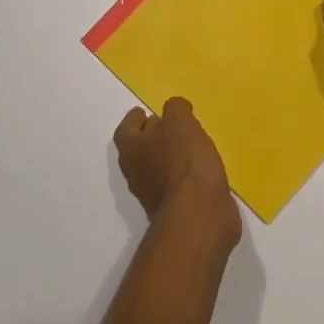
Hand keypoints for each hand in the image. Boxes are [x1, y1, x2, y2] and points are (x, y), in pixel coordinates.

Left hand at [114, 98, 239, 243]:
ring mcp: (152, 195)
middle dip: (152, 136)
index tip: (143, 111)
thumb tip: (173, 110)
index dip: (133, 119)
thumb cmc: (183, 161)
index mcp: (130, 150)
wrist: (198, 215)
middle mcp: (135, 173)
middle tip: (168, 125)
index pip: (125, 129)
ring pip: (156, 168)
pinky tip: (198, 168)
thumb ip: (175, 109)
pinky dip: (182, 174)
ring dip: (168, 156)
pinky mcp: (172, 209)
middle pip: (139, 149)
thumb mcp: (180, 122)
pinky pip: (174, 184)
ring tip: (188, 144)